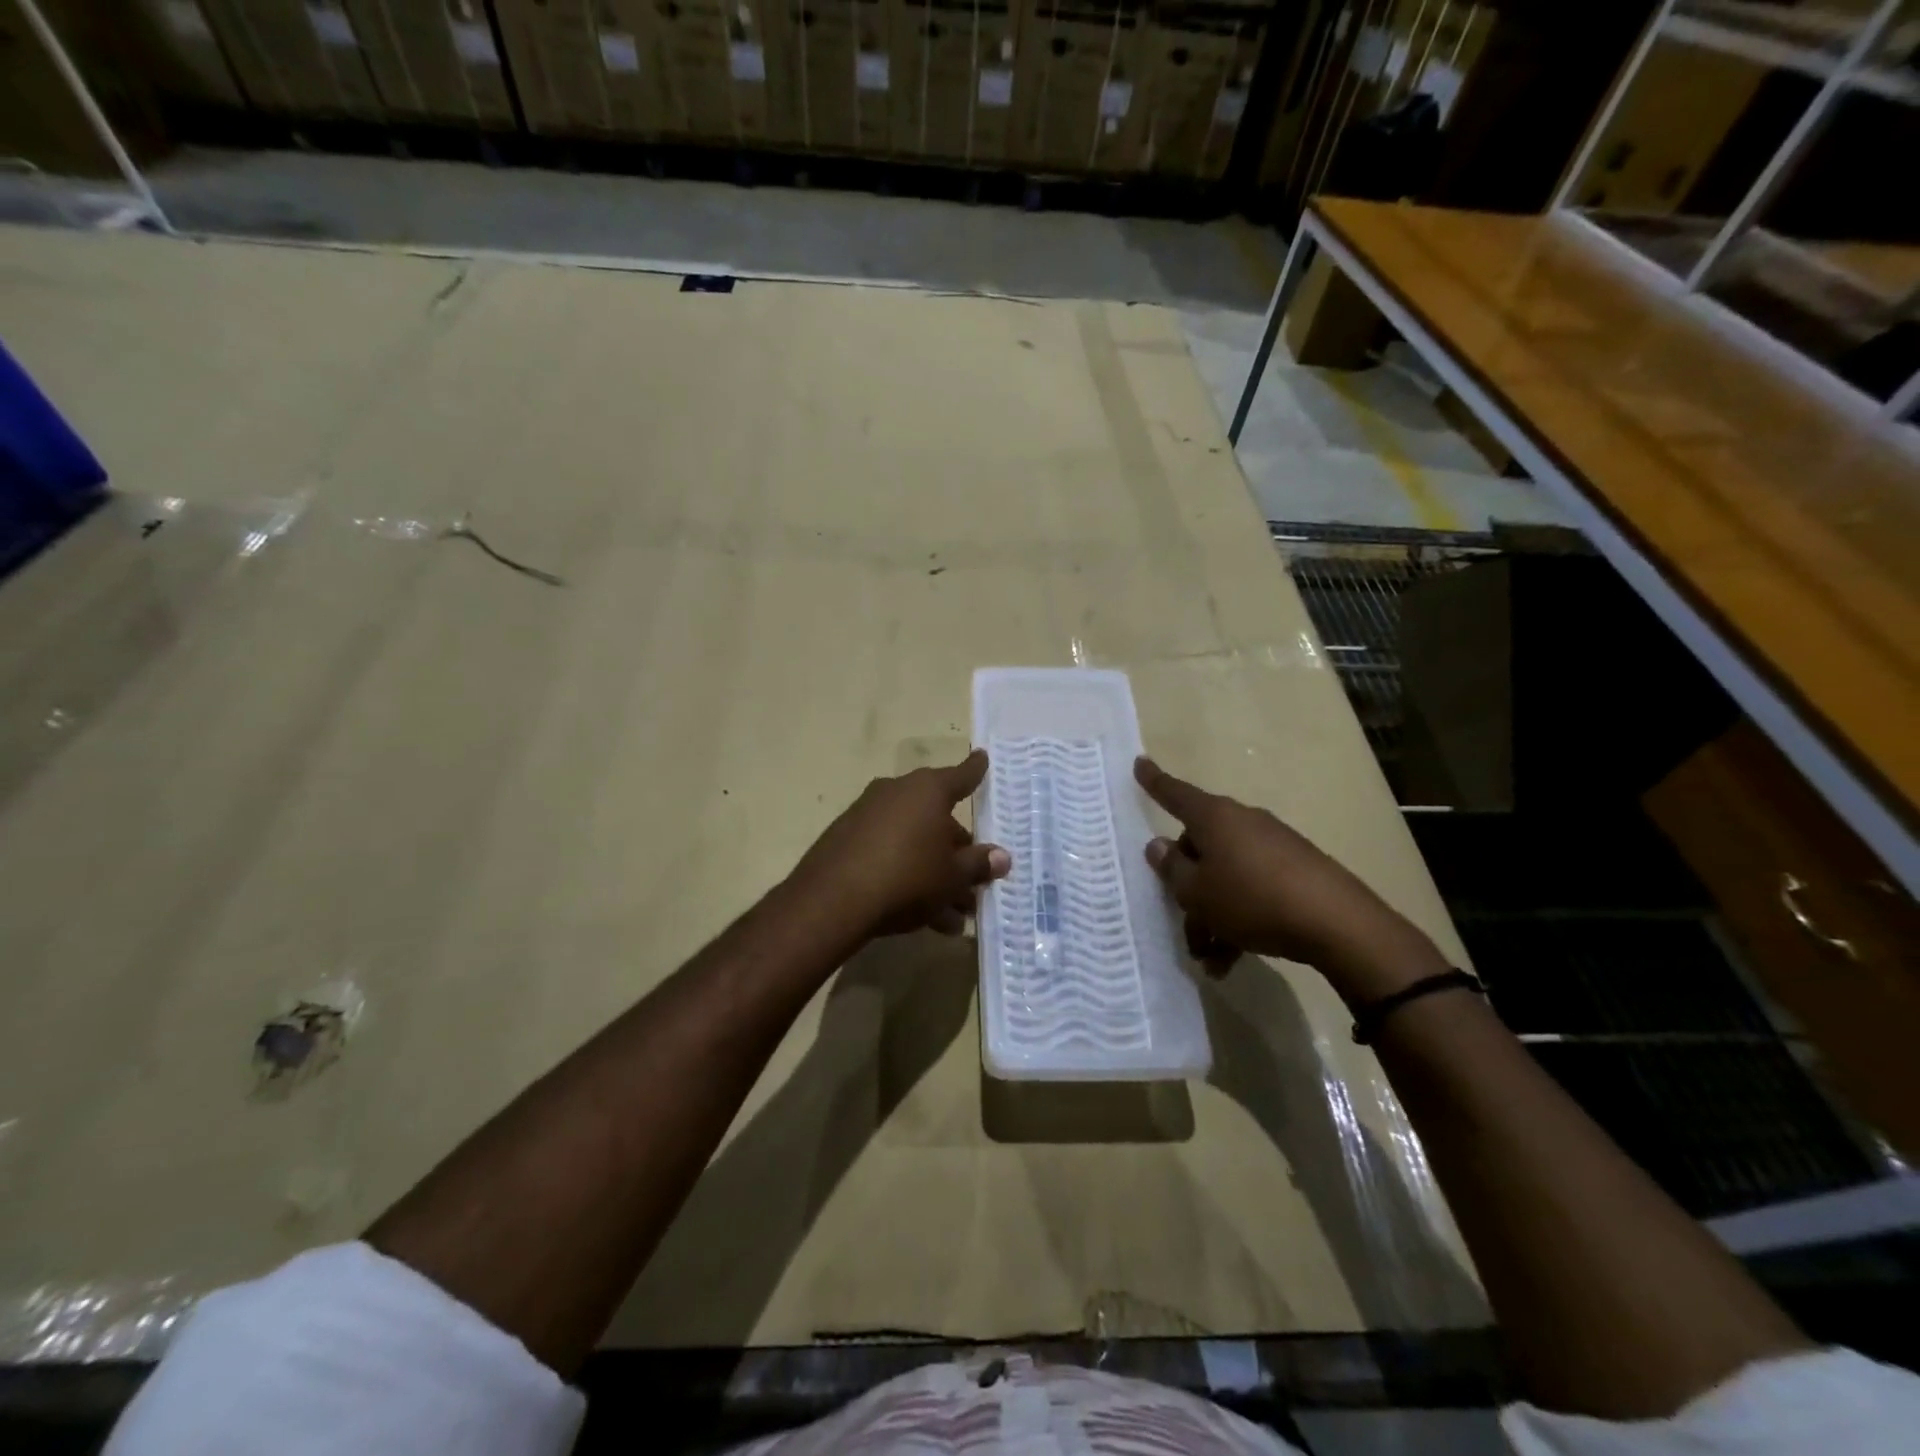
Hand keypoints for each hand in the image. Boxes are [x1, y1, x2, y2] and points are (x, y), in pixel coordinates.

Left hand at [790, 750, 1010, 940]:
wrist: (832, 900)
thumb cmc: (907, 877)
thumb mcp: (952, 877)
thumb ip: (978, 865)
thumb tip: (1002, 857)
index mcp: (927, 791)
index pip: (961, 776)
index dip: (975, 771)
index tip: (983, 757)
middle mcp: (897, 793)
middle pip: (937, 819)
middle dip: (957, 854)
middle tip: (974, 885)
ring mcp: (867, 814)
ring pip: (913, 842)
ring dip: (935, 875)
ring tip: (952, 917)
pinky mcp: (845, 840)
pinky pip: (888, 854)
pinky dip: (906, 877)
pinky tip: (922, 916)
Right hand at [1134, 757, 1446, 1001]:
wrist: (1337, 924)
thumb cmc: (1251, 900)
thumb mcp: (1198, 892)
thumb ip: (1172, 868)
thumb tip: (1158, 845)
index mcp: (1214, 818)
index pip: (1175, 794)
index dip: (1154, 782)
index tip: (1138, 763)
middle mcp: (1242, 823)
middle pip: (1200, 848)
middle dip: (1187, 889)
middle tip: (1183, 924)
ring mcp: (1272, 845)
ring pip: (1226, 876)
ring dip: (1212, 915)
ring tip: (1209, 959)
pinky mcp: (1296, 870)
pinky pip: (1253, 889)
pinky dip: (1239, 919)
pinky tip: (1233, 958)